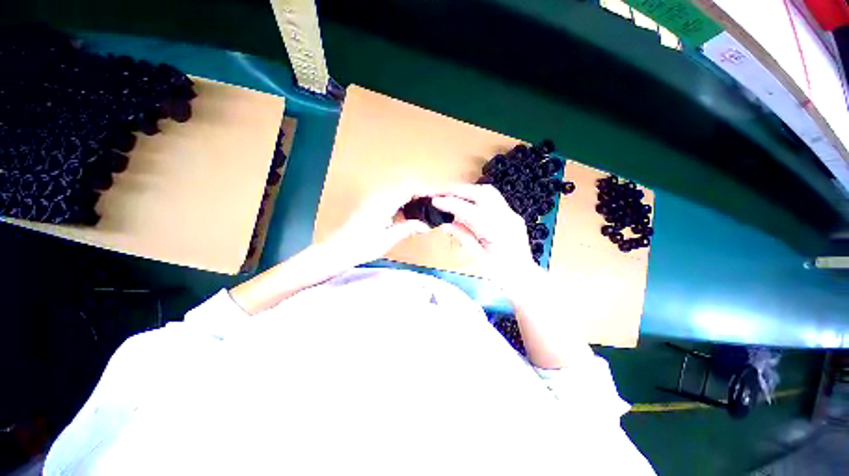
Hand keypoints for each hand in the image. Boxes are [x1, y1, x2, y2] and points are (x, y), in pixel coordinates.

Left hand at [320, 187, 431, 267]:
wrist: (336, 250)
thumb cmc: (359, 247)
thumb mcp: (385, 240)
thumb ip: (407, 229)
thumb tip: (427, 225)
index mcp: (384, 202)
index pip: (411, 188)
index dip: (429, 189)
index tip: (444, 194)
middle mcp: (381, 196)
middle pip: (408, 186)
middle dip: (426, 191)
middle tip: (441, 201)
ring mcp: (377, 199)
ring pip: (403, 191)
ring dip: (418, 196)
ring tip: (432, 206)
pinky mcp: (375, 205)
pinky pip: (397, 198)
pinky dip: (409, 202)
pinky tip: (415, 212)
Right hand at [431, 184, 537, 284]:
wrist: (523, 277)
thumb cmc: (500, 274)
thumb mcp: (478, 258)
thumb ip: (463, 238)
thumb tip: (445, 224)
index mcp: (498, 232)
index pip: (470, 211)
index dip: (451, 204)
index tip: (435, 201)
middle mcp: (507, 217)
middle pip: (481, 193)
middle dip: (459, 190)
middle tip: (441, 194)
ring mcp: (512, 214)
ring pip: (488, 192)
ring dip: (468, 191)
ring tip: (452, 196)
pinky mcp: (512, 215)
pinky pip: (493, 199)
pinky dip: (477, 197)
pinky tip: (467, 204)